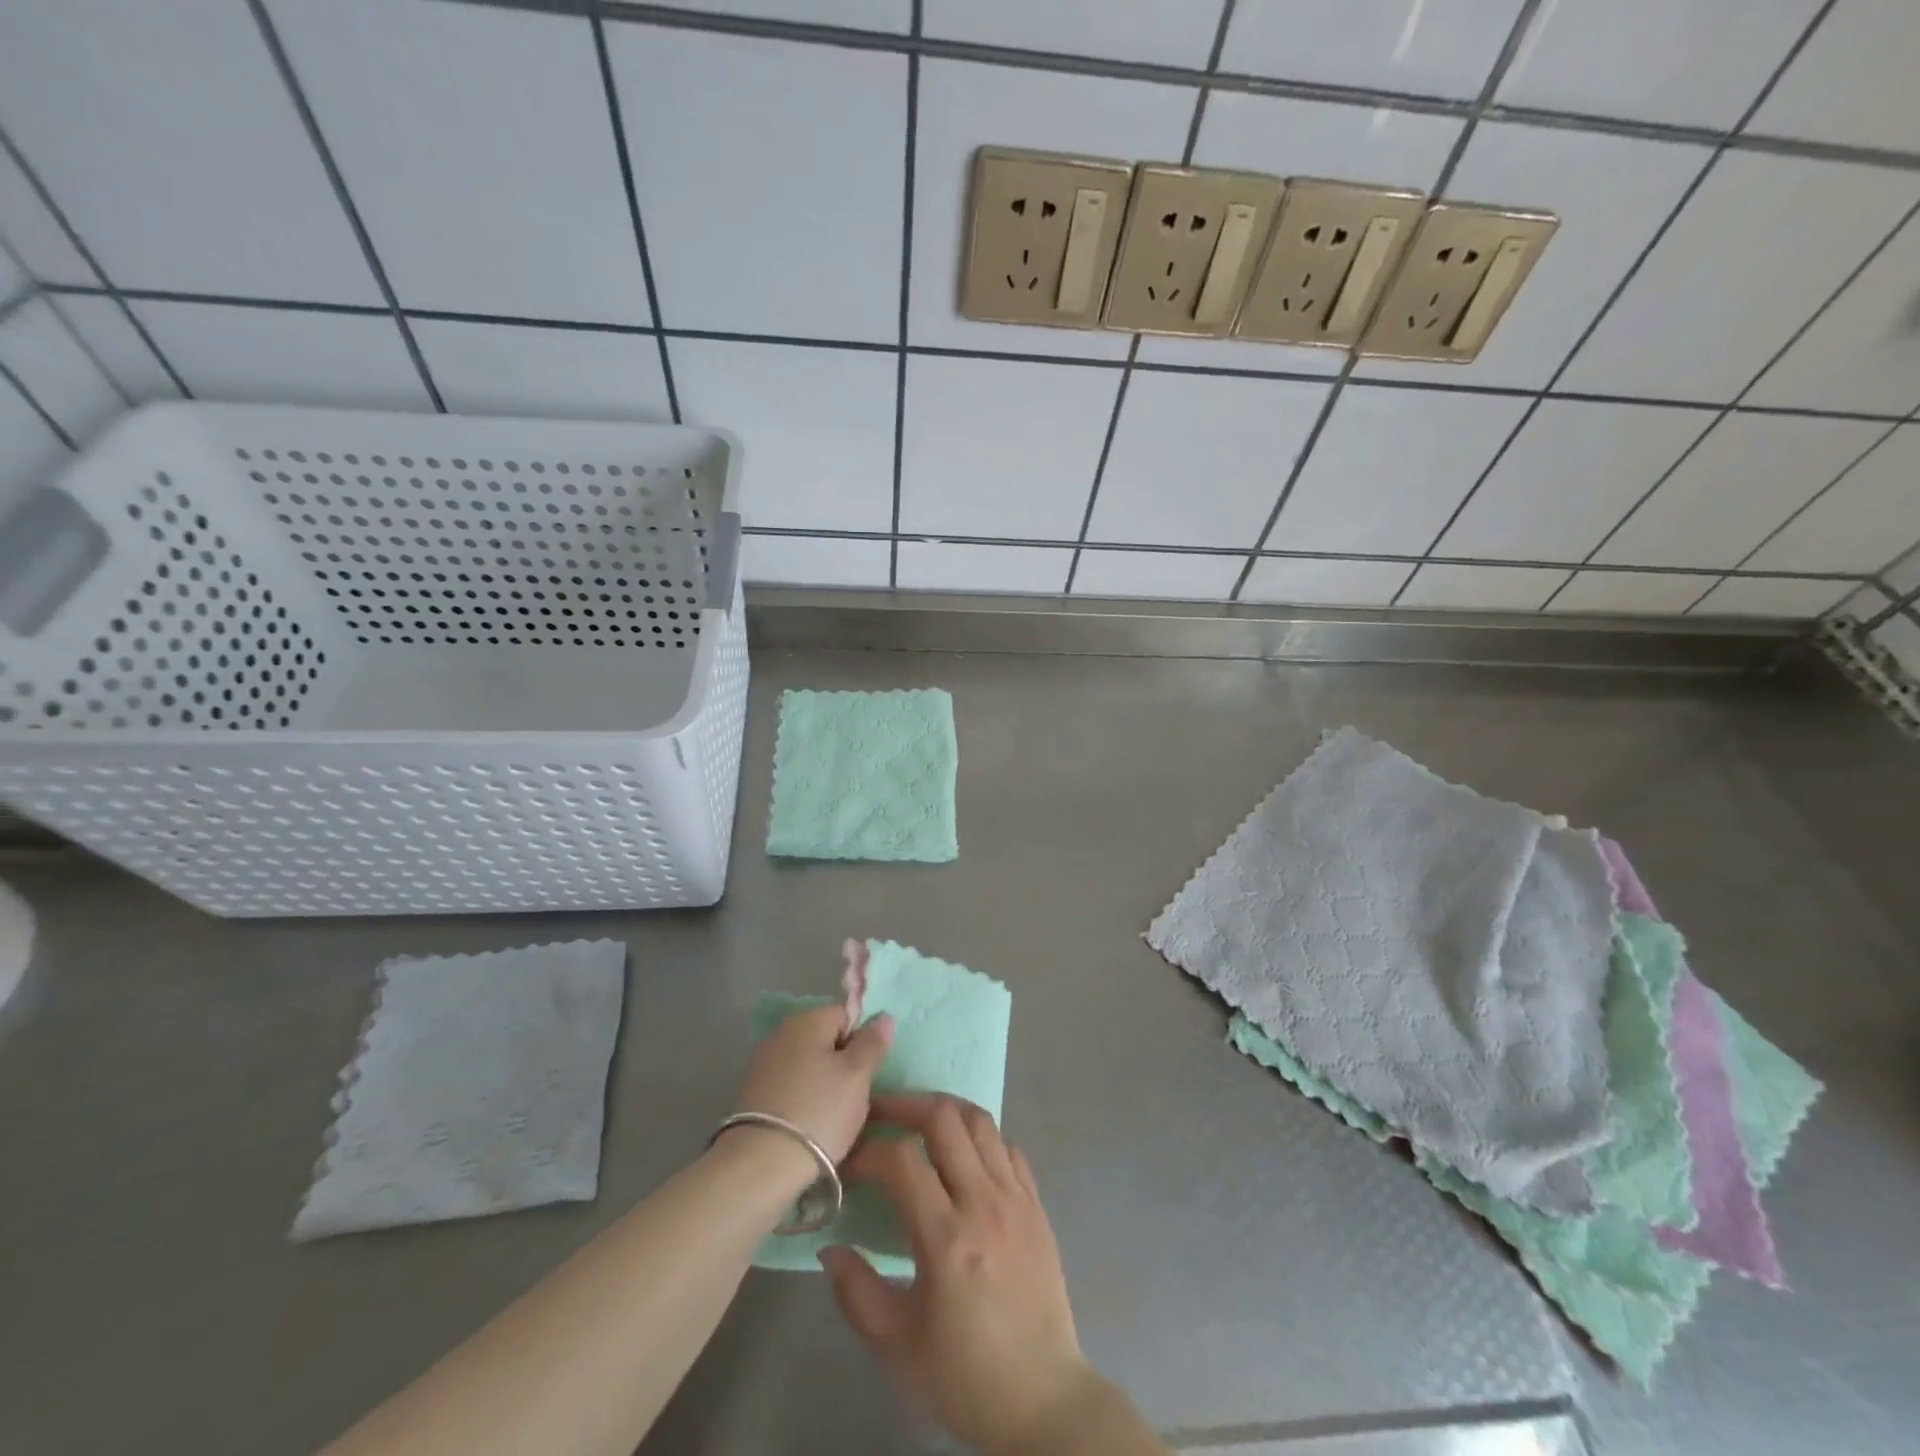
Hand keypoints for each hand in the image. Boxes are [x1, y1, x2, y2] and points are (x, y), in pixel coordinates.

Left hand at [733, 1006, 893, 1163]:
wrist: (761, 1165)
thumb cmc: (819, 1111)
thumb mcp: (857, 1075)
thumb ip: (872, 1042)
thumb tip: (883, 1016)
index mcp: (808, 1019)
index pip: (847, 1015)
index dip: (863, 1040)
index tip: (867, 1072)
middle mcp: (782, 1032)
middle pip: (826, 1039)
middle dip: (843, 1063)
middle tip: (855, 1097)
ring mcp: (763, 1063)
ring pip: (809, 1066)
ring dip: (824, 1084)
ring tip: (834, 1117)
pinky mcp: (753, 1094)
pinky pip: (791, 1087)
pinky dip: (804, 1100)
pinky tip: (810, 1125)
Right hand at [819, 1093, 1105, 1455]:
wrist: (1044, 1401)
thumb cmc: (965, 1376)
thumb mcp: (897, 1346)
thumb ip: (856, 1292)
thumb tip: (829, 1248)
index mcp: (947, 1238)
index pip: (902, 1160)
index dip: (868, 1151)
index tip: (850, 1165)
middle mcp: (984, 1203)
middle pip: (945, 1118)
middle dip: (905, 1106)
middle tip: (880, 1115)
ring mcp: (1017, 1199)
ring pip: (981, 1122)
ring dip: (945, 1112)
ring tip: (918, 1123)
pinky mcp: (1037, 1205)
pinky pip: (1008, 1147)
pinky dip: (981, 1138)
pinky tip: (963, 1157)